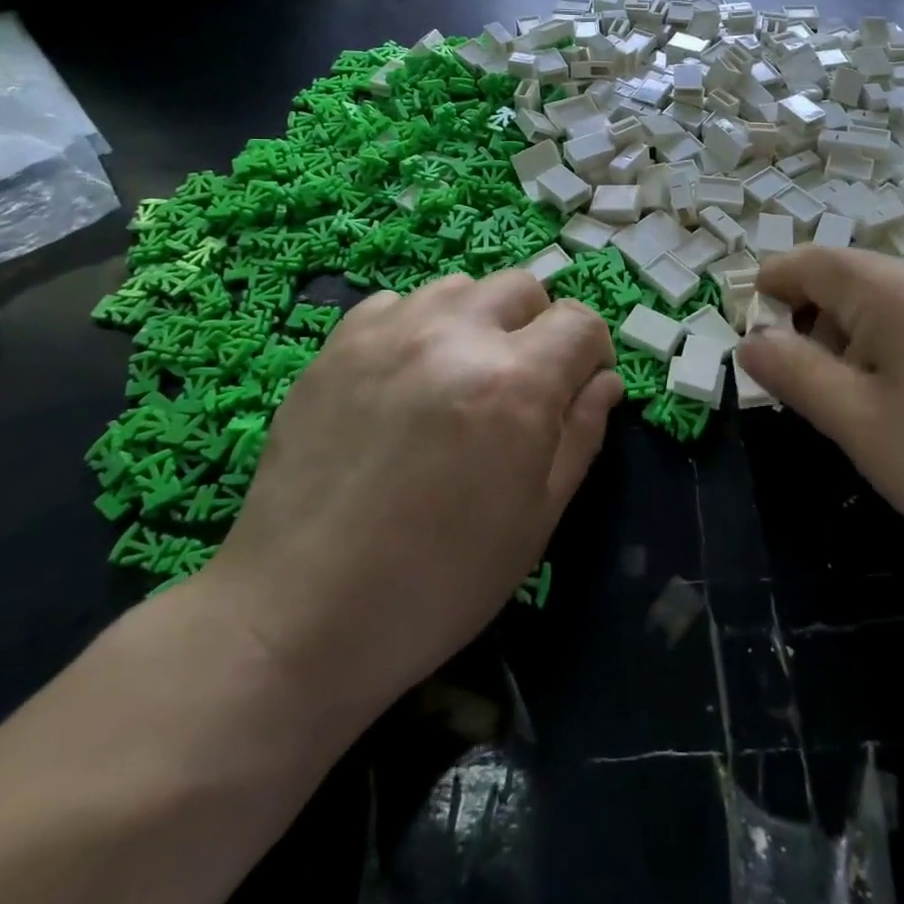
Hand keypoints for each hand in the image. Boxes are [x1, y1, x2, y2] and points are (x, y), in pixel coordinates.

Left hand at [202, 272, 620, 709]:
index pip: (580, 321)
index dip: (591, 353)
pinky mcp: (337, 343)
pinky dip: (417, 326)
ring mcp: (389, 332)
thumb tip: (603, 381)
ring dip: (478, 321)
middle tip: (519, 386)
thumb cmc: (439, 582)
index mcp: (516, 382)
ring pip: (461, 287)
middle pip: (523, 287)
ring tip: (459, 377)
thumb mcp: (537, 518)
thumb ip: (581, 434)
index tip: (576, 390)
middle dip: (538, 328)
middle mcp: (455, 336)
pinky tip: (405, 379)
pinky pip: (398, 303)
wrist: (299, 616)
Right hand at [737, 247, 903, 599]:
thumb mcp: (863, 427)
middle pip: (858, 282)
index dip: (773, 282)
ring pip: (902, 304)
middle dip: (822, 325)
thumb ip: (796, 375)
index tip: (751, 316)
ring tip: (874, 408)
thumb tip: (752, 341)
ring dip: (866, 340)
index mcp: (902, 290)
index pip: (814, 262)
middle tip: (816, 390)